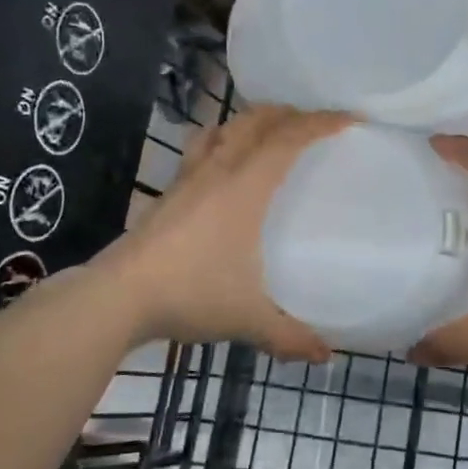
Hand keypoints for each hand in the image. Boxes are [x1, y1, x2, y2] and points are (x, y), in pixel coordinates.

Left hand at [92, 106, 351, 361]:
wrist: (117, 297)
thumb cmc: (190, 294)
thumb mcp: (247, 319)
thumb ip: (289, 336)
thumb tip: (325, 355)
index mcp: (245, 187)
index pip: (289, 138)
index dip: (322, 122)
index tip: (350, 118)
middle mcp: (218, 170)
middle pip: (256, 121)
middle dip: (289, 114)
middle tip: (314, 126)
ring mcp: (188, 178)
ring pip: (224, 128)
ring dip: (251, 122)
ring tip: (270, 134)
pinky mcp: (168, 192)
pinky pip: (200, 149)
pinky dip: (221, 141)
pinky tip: (223, 165)